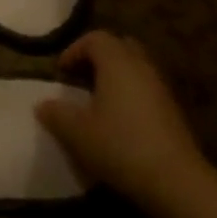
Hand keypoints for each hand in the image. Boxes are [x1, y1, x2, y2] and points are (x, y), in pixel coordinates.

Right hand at [35, 31, 212, 209]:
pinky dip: (128, 92)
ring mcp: (160, 87)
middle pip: (119, 46)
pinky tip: (117, 119)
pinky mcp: (171, 109)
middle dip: (97, 57)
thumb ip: (56, 114)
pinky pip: (145, 87)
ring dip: (114, 76)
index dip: (74, 50)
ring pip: (134, 67)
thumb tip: (43, 104)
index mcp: (117, 63)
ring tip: (95, 101)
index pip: (96, 38)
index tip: (60, 72)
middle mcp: (142, 67)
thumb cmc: (120, 146)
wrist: (174, 179)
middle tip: (79, 79)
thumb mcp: (77, 133)